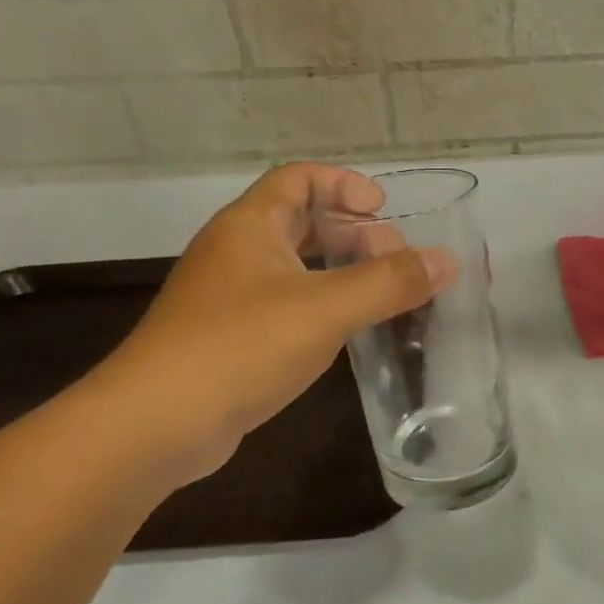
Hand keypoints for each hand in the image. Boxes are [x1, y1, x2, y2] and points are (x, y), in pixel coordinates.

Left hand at [84, 164, 457, 482]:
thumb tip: (447, 261)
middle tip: (395, 259)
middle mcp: (236, 252)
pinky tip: (347, 331)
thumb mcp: (325, 309)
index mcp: (250, 226)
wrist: (156, 425)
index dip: (343, 184)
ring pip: (294, 266)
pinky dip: (321, 305)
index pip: (298, 178)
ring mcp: (228, 297)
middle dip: (352, 232)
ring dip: (339, 271)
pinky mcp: (229, 338)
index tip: (383, 209)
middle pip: (300, 221)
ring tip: (383, 293)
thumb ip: (389, 283)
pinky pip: (286, 304)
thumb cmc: (240, 347)